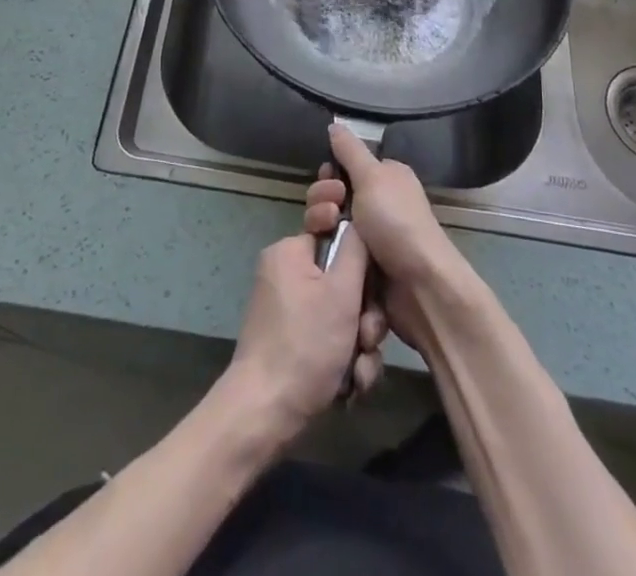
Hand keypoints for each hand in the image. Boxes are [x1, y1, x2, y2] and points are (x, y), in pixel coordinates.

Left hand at [225, 225, 381, 439]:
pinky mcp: (292, 344)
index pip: (336, 237)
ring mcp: (288, 312)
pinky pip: (329, 340)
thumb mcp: (341, 291)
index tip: (370, 289)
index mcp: (290, 252)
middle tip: (366, 339)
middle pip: (343, 282)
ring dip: (359, 346)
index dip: (361, 263)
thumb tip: (360, 222)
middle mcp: (286, 275)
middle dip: (364, 317)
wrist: (266, 413)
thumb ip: (356, 250)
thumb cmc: (305, 344)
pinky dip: (344, 362)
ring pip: (341, 317)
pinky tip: (349, 386)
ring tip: (358, 372)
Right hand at [306, 124, 469, 351]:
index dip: (331, 172)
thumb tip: (335, 124)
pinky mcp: (363, 265)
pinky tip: (324, 256)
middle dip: (323, 201)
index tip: (327, 179)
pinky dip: (330, 252)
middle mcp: (379, 203)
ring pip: (331, 225)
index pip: (346, 166)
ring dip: (323, 227)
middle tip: (330, 212)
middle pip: (334, 196)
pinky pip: (337, 252)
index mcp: (386, 178)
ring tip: (327, 233)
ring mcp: (371, 236)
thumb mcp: (372, 177)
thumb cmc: (397, 222)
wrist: (420, 286)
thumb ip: (350, 150)